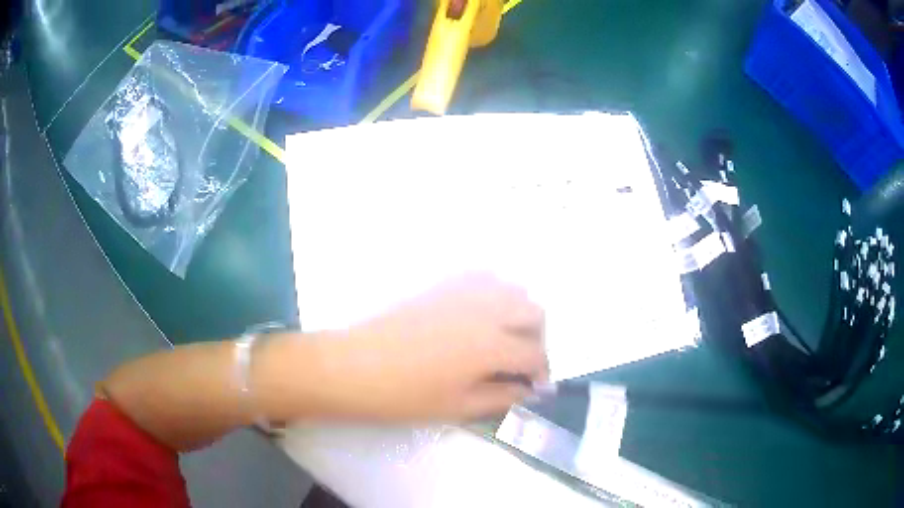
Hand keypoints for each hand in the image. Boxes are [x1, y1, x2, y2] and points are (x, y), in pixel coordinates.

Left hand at [306, 273, 548, 422]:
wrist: (355, 367)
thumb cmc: (405, 395)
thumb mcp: (458, 407)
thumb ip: (502, 397)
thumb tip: (528, 391)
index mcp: (492, 344)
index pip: (535, 354)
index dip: (542, 373)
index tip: (536, 387)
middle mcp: (486, 309)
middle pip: (534, 312)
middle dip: (538, 338)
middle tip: (522, 363)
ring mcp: (463, 291)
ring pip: (512, 289)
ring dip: (519, 313)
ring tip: (505, 339)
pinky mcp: (442, 284)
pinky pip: (483, 278)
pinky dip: (495, 294)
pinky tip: (481, 316)